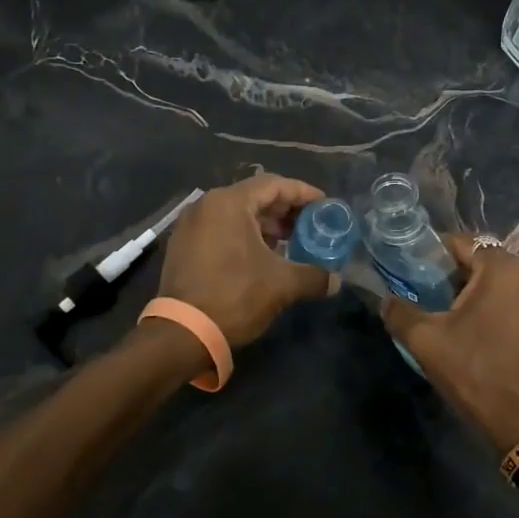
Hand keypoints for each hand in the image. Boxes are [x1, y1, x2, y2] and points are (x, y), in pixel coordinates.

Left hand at [158, 174, 336, 345]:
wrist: (183, 333)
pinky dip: (244, 237)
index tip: (325, 205)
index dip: (303, 193)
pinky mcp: (183, 246)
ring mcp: (191, 226)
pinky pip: (221, 230)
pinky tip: (262, 257)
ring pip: (237, 215)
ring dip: (266, 226)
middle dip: (285, 211)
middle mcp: (206, 205)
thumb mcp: (282, 285)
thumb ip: (314, 276)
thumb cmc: (235, 296)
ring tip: (290, 244)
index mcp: (229, 203)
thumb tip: (335, 281)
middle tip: (310, 226)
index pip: (274, 185)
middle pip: (255, 197)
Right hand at [379, 235, 518, 451]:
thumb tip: (386, 299)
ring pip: (512, 283)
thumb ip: (400, 312)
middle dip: (464, 278)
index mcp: (504, 267)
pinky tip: (499, 336)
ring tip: (470, 322)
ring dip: (491, 295)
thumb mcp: (426, 341)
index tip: (420, 275)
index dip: (437, 256)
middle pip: (489, 263)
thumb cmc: (476, 374)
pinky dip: (513, 311)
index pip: (463, 244)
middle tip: (441, 303)